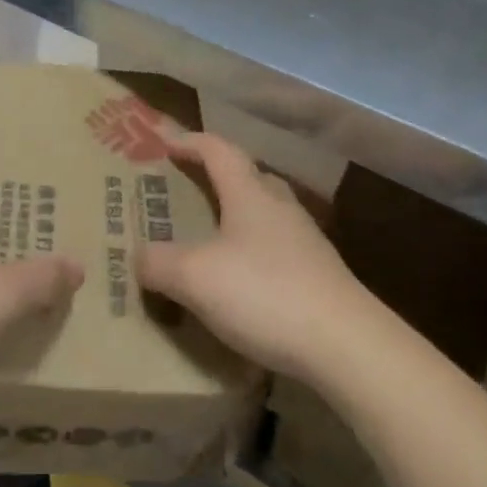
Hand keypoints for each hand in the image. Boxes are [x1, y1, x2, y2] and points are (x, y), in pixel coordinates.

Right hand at [139, 132, 377, 383]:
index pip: (220, 151)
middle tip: (191, 187)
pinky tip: (242, 281)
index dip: (192, 142)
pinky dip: (254, 252)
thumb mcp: (195, 278)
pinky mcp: (320, 276)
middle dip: (219, 176)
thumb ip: (159, 263)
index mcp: (250, 195)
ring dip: (239, 215)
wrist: (346, 344)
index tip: (167, 143)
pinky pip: (278, 249)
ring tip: (213, 236)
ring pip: (267, 214)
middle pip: (250, 177)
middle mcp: (281, 209)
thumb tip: (140, 257)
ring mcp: (306, 242)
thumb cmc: (265, 294)